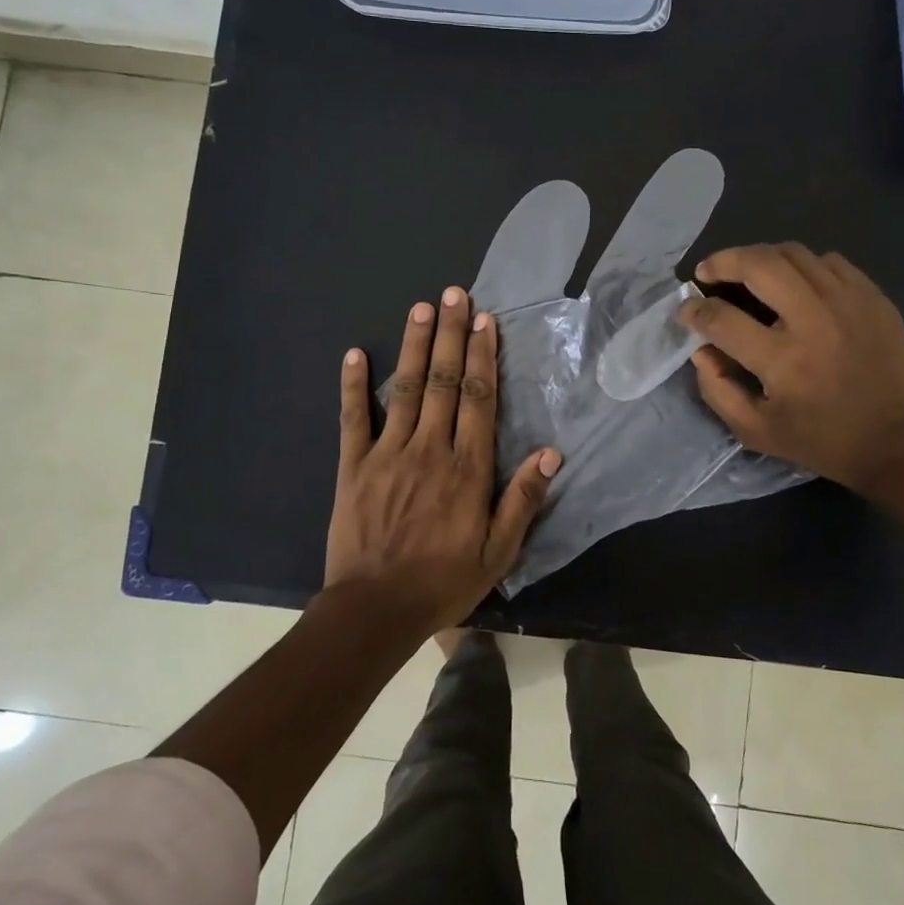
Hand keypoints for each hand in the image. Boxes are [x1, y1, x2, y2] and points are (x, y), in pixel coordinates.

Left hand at [324, 287, 560, 635]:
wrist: (375, 610)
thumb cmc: (443, 582)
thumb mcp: (498, 553)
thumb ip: (522, 500)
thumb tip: (550, 453)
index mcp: (467, 468)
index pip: (478, 399)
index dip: (483, 356)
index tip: (485, 321)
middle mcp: (429, 449)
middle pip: (443, 381)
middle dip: (451, 335)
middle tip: (455, 294)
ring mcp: (387, 453)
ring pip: (405, 389)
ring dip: (414, 345)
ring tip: (421, 307)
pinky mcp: (353, 466)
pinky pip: (353, 418)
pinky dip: (353, 386)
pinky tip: (355, 354)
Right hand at [680, 244, 903, 496]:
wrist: (898, 443)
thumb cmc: (821, 441)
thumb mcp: (755, 431)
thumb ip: (717, 389)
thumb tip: (700, 349)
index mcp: (783, 360)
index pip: (721, 319)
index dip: (694, 310)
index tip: (686, 311)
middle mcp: (814, 320)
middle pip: (759, 263)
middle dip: (723, 261)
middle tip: (708, 272)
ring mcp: (849, 302)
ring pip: (794, 253)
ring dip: (760, 258)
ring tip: (747, 273)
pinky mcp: (874, 298)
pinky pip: (829, 262)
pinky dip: (802, 266)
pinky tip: (795, 284)